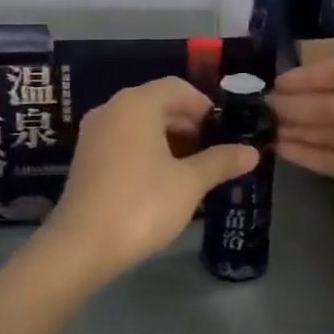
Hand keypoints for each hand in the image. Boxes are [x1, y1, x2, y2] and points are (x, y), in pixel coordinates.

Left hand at [41, 76, 259, 283]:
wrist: (82, 246)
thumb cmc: (142, 204)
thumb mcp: (190, 182)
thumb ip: (221, 161)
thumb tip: (252, 151)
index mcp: (136, 104)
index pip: (177, 87)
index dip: (204, 105)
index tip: (225, 131)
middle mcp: (112, 109)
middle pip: (158, 103)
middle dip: (189, 124)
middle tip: (214, 151)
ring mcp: (94, 134)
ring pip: (140, 124)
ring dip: (169, 139)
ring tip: (194, 168)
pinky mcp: (86, 158)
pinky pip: (124, 141)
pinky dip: (147, 151)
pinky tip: (164, 180)